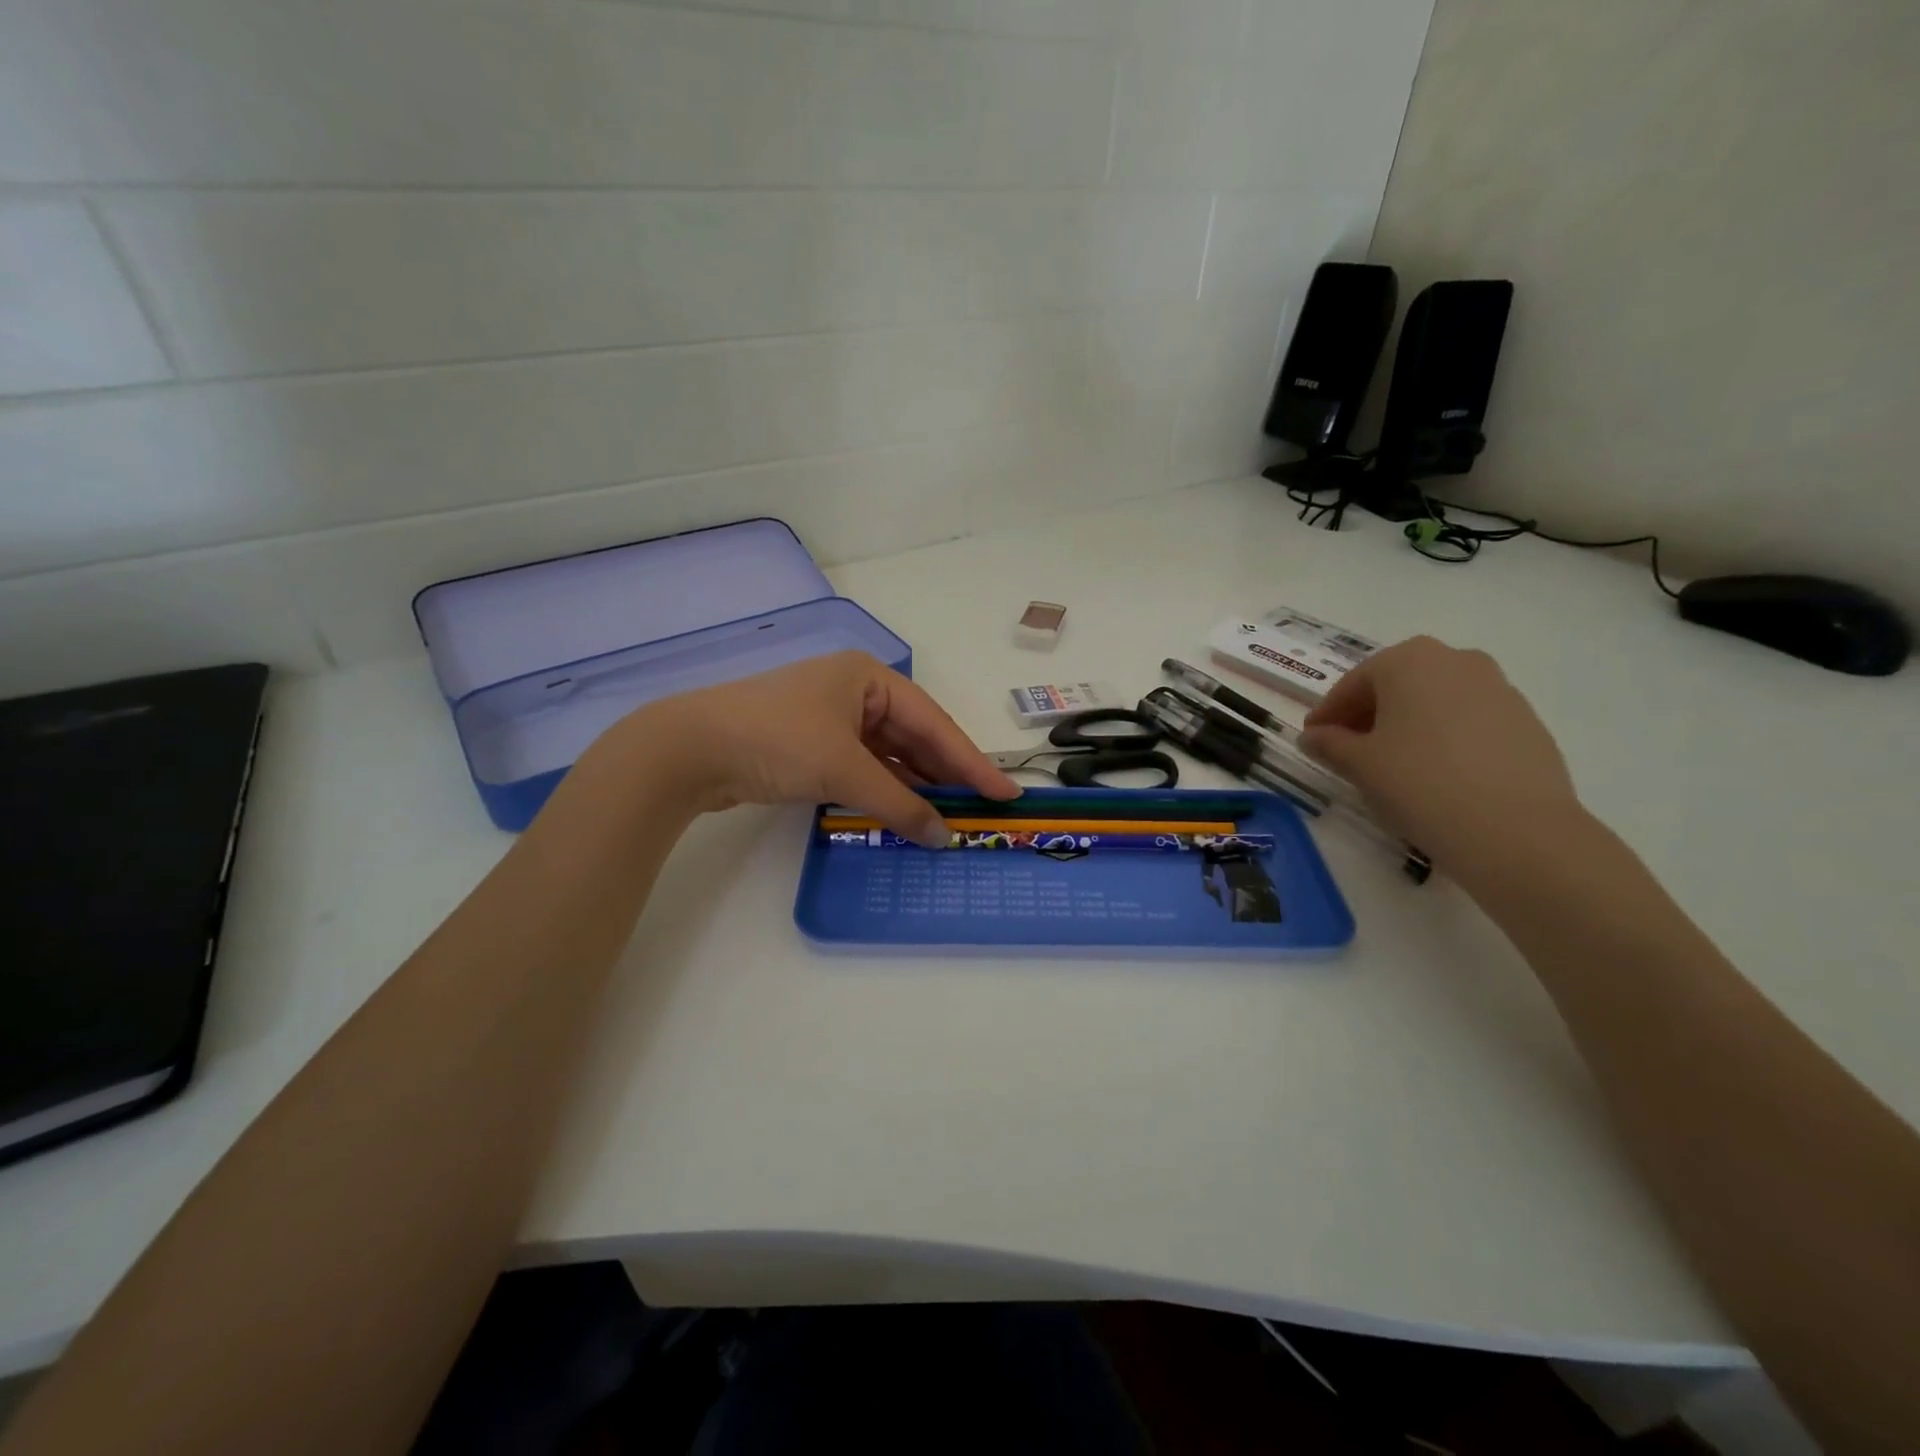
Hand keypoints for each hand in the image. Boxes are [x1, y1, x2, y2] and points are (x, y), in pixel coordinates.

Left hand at [604, 652, 1020, 845]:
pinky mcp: (810, 743)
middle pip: (913, 736)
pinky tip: (904, 811)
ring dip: (915, 784)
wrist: (689, 748)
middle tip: (983, 808)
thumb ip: (898, 803)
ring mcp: (831, 717)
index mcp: (869, 677)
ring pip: (888, 753)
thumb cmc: (777, 741)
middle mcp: (855, 691)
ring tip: (950, 815)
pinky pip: (862, 766)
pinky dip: (884, 788)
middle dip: (945, 773)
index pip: (934, 723)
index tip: (1006, 792)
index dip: (972, 761)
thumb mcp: (844, 770)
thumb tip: (942, 837)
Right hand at [1299, 636, 1581, 870]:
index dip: (1328, 713)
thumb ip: (1329, 744)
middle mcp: (1456, 660)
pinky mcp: (1526, 721)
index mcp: (1409, 660)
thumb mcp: (1359, 764)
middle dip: (1369, 714)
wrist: (1515, 829)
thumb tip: (1312, 737)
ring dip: (1407, 724)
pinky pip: (1468, 721)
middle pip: (1397, 684)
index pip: (1353, 683)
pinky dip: (1443, 738)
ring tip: (1392, 764)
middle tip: (1348, 749)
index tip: (1312, 739)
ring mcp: (1499, 688)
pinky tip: (1434, 773)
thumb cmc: (1420, 783)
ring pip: (1435, 701)